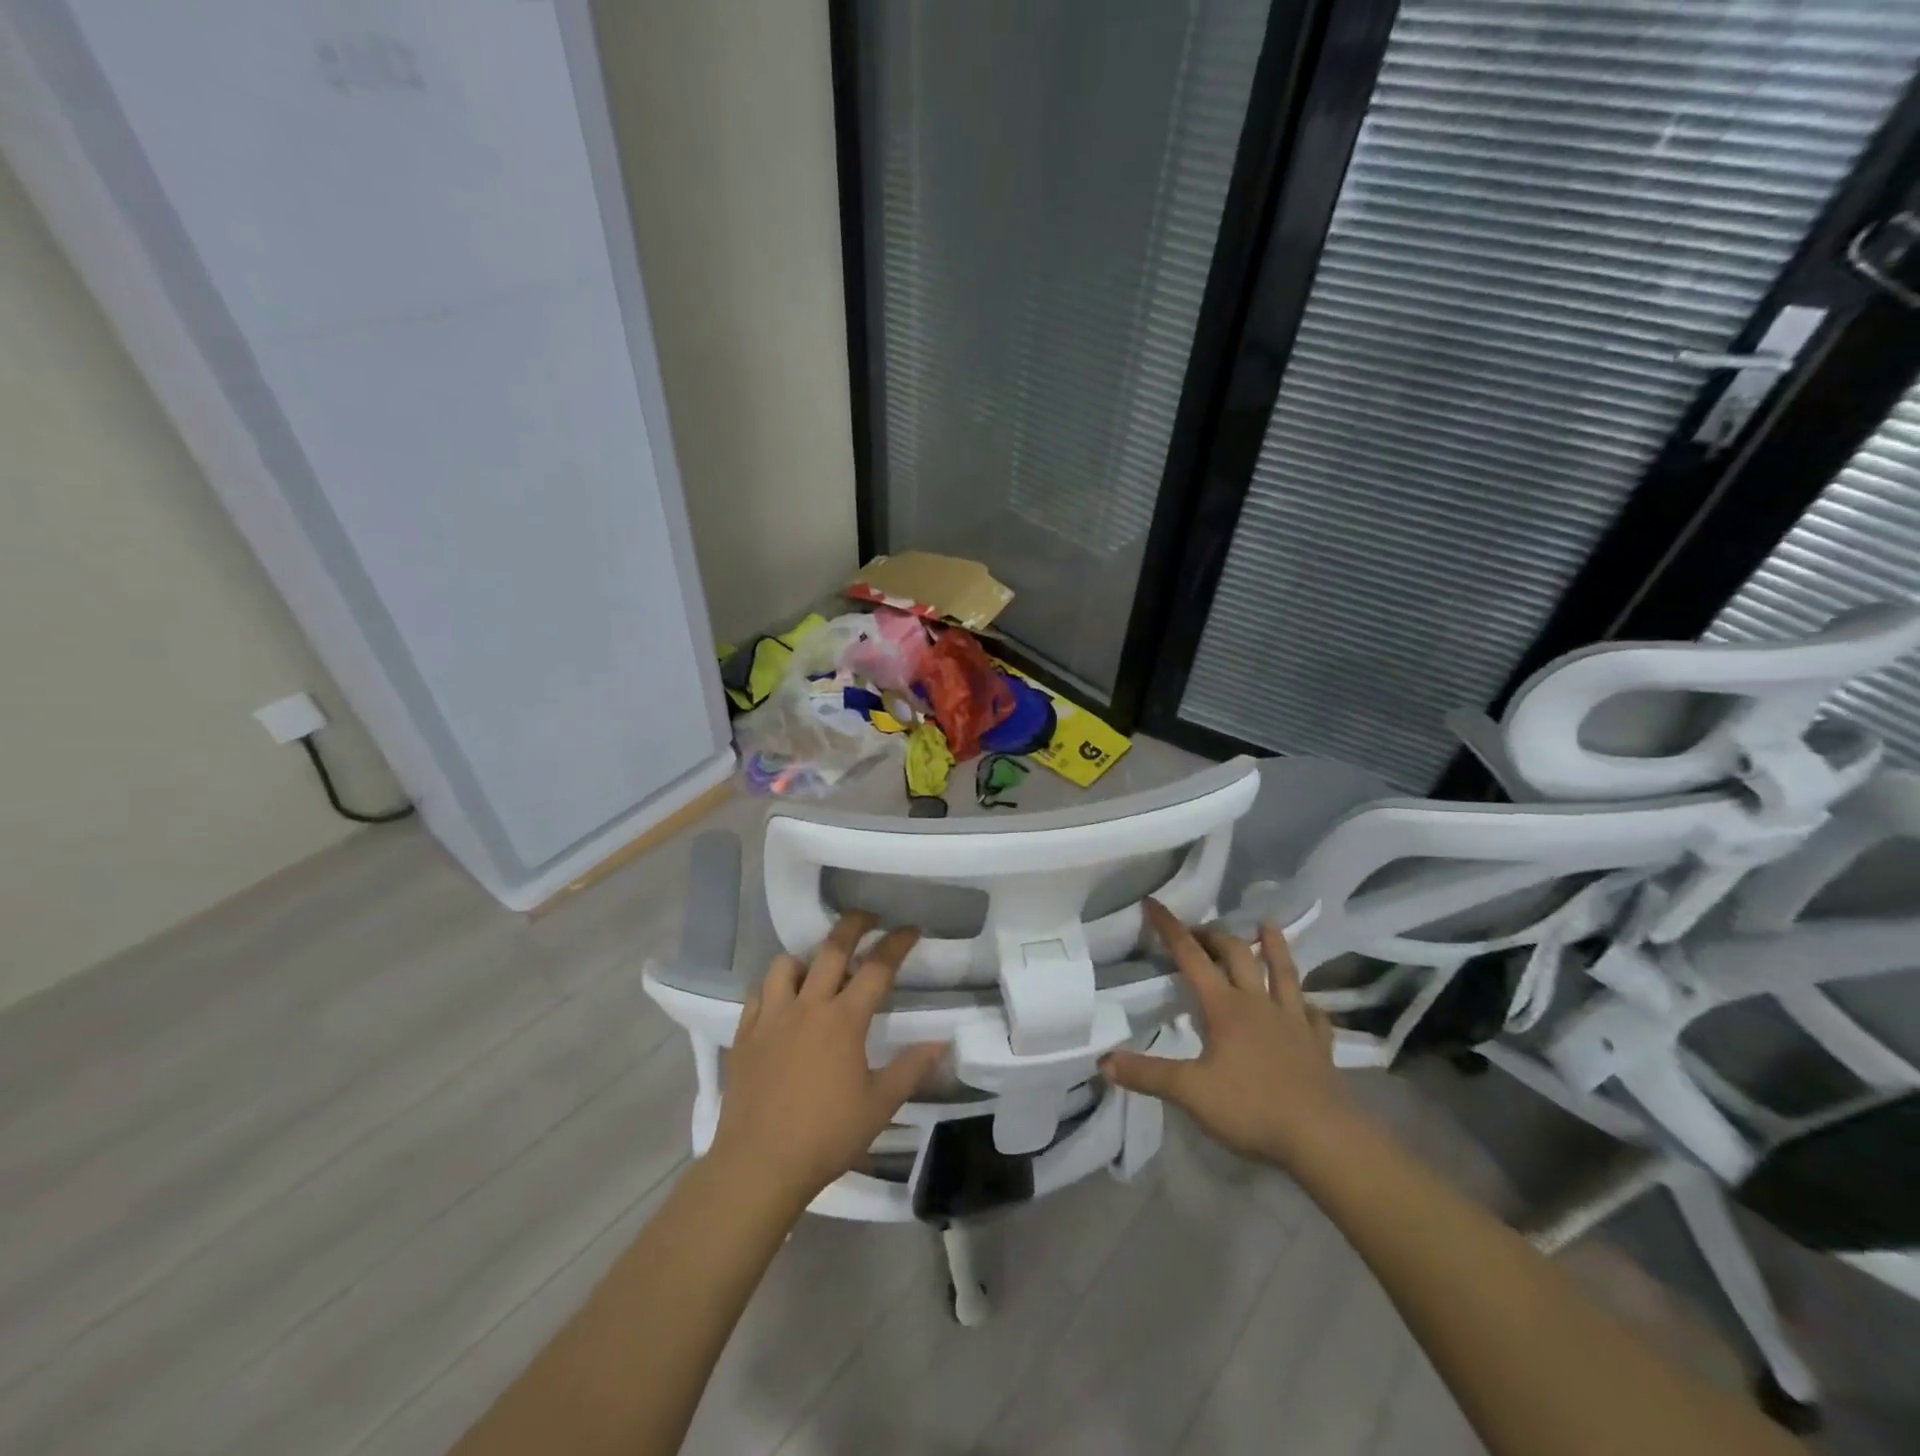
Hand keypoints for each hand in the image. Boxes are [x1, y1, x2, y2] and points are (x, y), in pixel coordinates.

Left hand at [708, 913, 942, 1209]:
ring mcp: (771, 1018)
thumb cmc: (826, 1136)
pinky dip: (773, 988)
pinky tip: (781, 1001)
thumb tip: (942, 1042)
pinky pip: (758, 994)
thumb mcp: (879, 1105)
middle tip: (867, 916)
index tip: (911, 929)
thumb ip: (911, 1069)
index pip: (877, 968)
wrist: (759, 1165)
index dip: (897, 943)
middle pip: (831, 950)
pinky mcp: (745, 1035)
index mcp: (844, 1020)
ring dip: (806, 958)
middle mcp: (808, 1006)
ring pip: (786, 965)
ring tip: (817, 967)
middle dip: (853, 925)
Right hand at [1102, 899, 1355, 1169]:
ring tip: (1267, 925)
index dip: (1170, 928)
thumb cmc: (1252, 1108)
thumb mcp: (1190, 1092)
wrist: (1323, 1138)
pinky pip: (1315, 1016)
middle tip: (1199, 930)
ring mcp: (1293, 1022)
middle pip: (1237, 955)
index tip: (1153, 903)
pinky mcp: (1318, 1045)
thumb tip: (1103, 1061)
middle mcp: (1259, 1004)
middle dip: (1215, 936)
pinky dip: (1307, 1004)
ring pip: (1284, 973)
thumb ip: (1147, 1074)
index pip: (1191, 957)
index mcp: (1225, 1007)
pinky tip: (1307, 1005)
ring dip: (1273, 947)